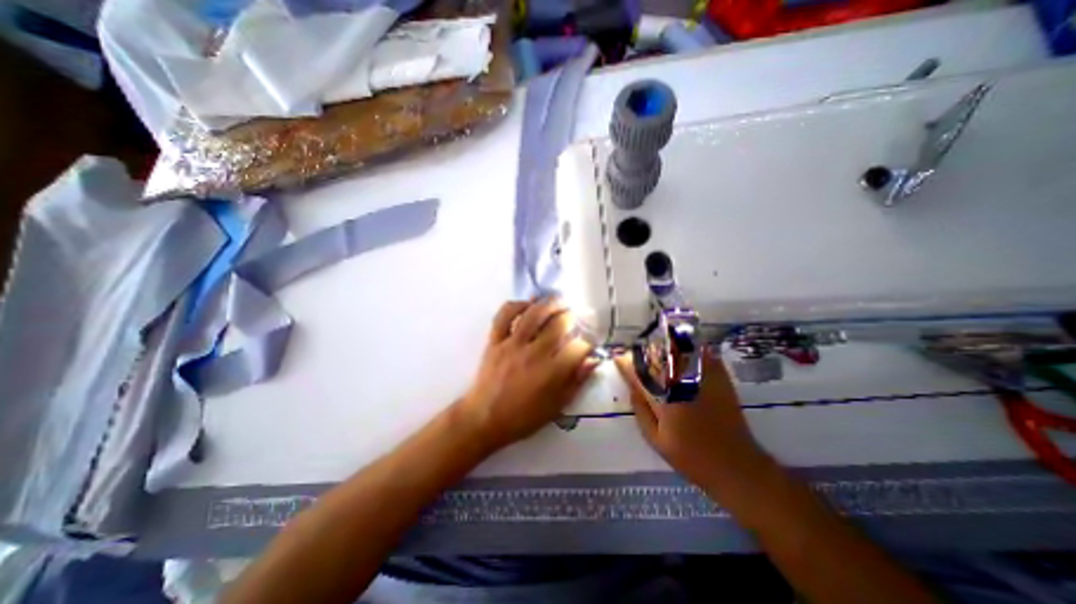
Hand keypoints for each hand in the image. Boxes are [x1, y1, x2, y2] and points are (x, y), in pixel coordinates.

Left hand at [456, 299, 601, 451]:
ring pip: (534, 314)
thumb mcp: (556, 407)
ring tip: (558, 301)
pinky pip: (504, 315)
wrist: (484, 418)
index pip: (578, 347)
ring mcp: (513, 344)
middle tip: (574, 318)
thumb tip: (593, 361)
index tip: (587, 343)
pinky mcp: (495, 340)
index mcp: (552, 372)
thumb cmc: (523, 417)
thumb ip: (576, 382)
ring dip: (550, 303)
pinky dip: (516, 305)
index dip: (587, 342)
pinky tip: (527, 305)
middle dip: (571, 317)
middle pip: (559, 324)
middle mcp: (534, 353)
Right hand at [615, 349, 773, 494]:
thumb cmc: (691, 456)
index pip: (640, 373)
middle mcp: (682, 382)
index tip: (618, 359)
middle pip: (658, 356)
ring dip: (666, 344)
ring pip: (679, 350)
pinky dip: (692, 348)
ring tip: (657, 342)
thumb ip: (641, 411)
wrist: (736, 466)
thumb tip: (633, 388)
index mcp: (664, 398)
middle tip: (636, 351)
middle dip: (644, 350)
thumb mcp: (656, 440)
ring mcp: (702, 378)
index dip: (626, 363)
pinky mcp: (720, 378)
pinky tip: (685, 347)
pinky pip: (704, 354)